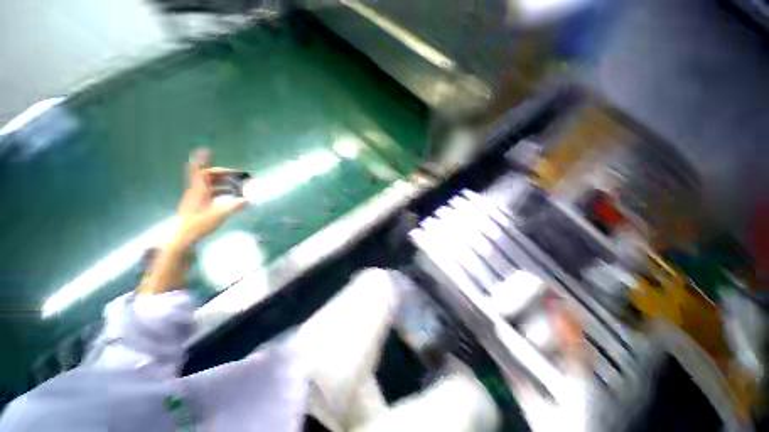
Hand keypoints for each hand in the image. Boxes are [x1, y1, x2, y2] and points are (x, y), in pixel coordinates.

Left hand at [170, 148, 247, 250]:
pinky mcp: (199, 207)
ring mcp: (197, 199)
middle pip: (207, 176)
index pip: (199, 171)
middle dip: (222, 174)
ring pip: (210, 185)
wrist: (183, 239)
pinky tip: (230, 198)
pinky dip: (221, 192)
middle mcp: (197, 192)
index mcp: (199, 190)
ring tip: (238, 187)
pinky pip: (211, 194)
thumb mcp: (218, 216)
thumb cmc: (198, 225)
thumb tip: (247, 201)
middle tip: (237, 176)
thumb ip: (233, 207)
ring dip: (223, 183)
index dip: (202, 160)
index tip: (206, 150)